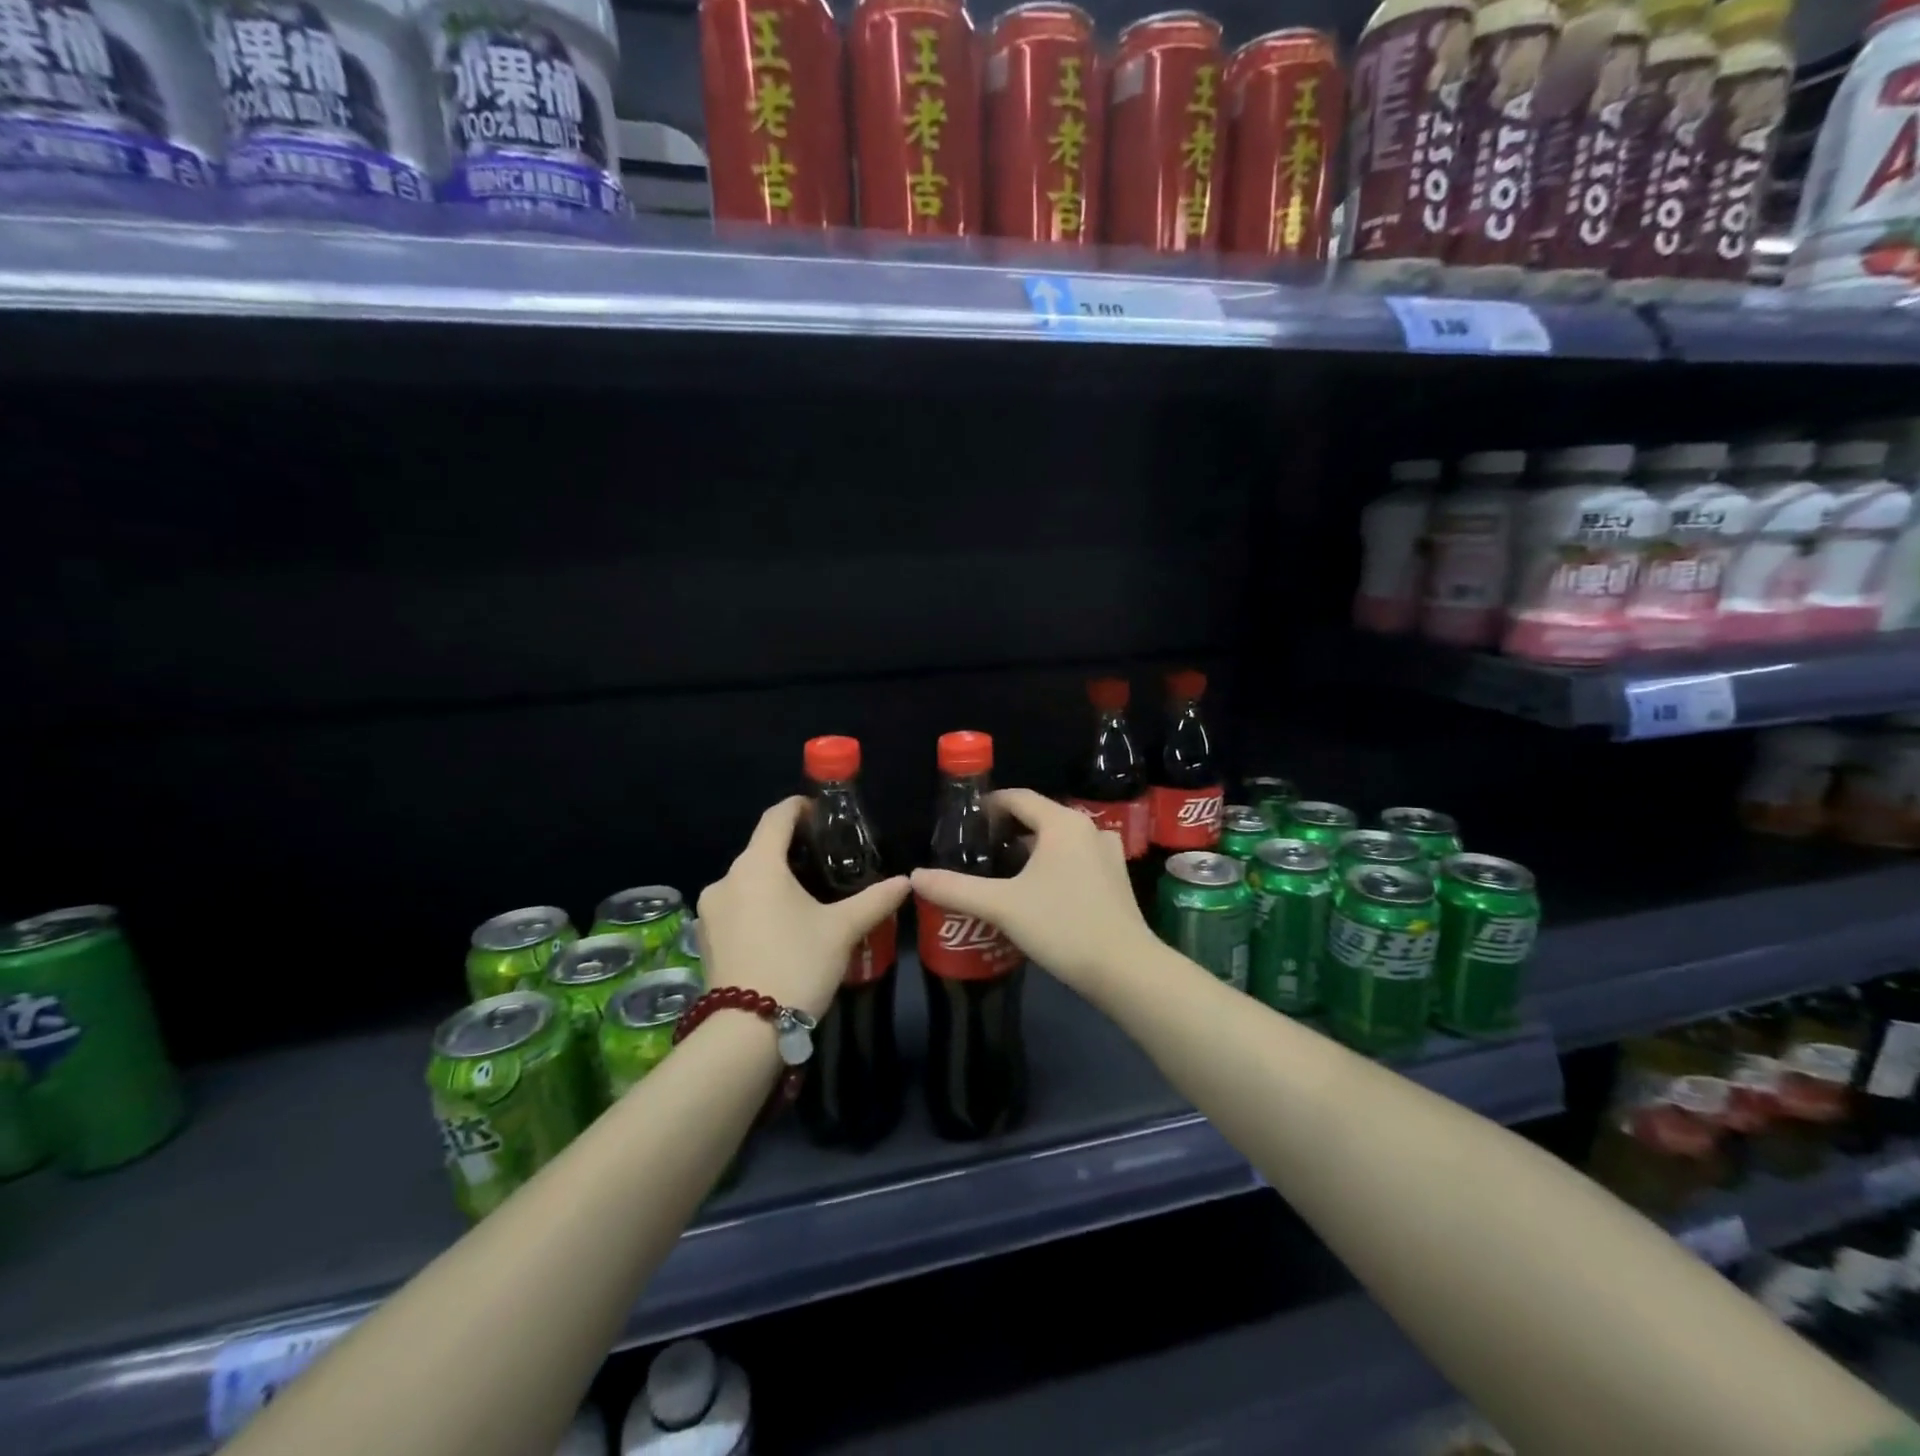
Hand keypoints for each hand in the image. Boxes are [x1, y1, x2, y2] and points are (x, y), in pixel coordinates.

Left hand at [696, 796, 909, 1019]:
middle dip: (790, 849)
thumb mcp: (842, 930)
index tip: (821, 813)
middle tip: (825, 860)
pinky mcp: (706, 937)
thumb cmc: (797, 964)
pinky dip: (758, 904)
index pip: (776, 817)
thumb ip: (875, 900)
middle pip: (761, 849)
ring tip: (806, 896)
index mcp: (757, 866)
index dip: (798, 808)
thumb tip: (906, 881)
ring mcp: (710, 910)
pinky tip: (781, 925)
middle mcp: (726, 879)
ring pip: (747, 880)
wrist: (747, 1030)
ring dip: (774, 880)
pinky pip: (736, 905)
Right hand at [910, 788, 1158, 997]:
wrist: (1124, 969)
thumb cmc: (1061, 925)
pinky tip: (1036, 893)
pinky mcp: (1116, 879)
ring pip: (1058, 841)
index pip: (1018, 798)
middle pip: (1038, 818)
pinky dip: (1052, 866)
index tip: (965, 823)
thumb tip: (915, 876)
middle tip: (977, 853)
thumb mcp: (1001, 906)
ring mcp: (1106, 853)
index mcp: (1061, 823)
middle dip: (1006, 832)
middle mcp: (1088, 828)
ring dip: (1030, 851)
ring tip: (1000, 874)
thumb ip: (955, 888)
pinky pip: (1075, 859)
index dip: (989, 805)